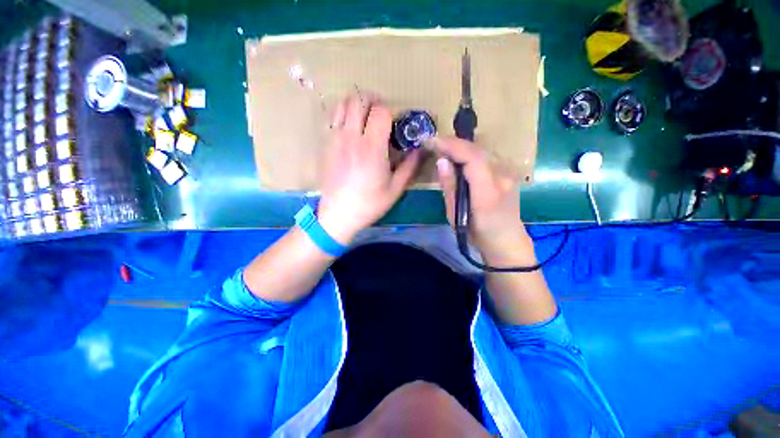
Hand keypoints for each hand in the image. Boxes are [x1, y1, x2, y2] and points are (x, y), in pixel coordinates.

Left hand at [317, 94, 420, 243]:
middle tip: (381, 116)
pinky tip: (350, 129)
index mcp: (372, 147)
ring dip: (356, 105)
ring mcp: (335, 138)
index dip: (390, 112)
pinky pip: (332, 117)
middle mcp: (351, 137)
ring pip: (342, 104)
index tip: (394, 124)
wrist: (338, 215)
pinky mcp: (325, 144)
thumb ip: (410, 166)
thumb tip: (420, 149)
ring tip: (365, 119)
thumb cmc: (369, 204)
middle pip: (359, 100)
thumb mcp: (395, 189)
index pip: (381, 111)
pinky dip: (343, 114)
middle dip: (373, 102)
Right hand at [433, 137, 530, 263]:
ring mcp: (509, 173)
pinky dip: (470, 153)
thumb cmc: (477, 233)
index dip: (452, 146)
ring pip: (483, 150)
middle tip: (435, 144)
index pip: (472, 158)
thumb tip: (442, 161)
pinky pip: (486, 157)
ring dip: (462, 147)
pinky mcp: (509, 172)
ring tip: (444, 148)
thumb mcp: (455, 214)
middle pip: (478, 150)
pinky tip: (459, 157)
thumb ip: (449, 186)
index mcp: (488, 192)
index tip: (432, 141)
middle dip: (454, 143)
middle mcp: (503, 177)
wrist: (506, 241)